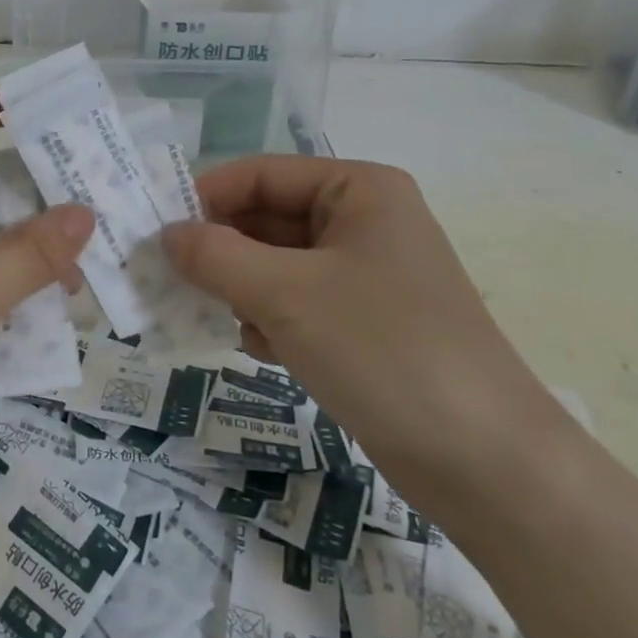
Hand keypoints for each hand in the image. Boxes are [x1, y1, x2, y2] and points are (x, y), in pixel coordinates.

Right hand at [163, 156, 570, 505]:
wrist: (485, 463)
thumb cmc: (383, 351)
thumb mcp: (286, 294)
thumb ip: (215, 256)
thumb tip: (164, 234)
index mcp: (357, 190)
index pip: (259, 174)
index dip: (204, 198)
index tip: (153, 234)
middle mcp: (362, 221)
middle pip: (264, 219)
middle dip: (220, 251)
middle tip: (170, 281)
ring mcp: (363, 275)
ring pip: (273, 265)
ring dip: (240, 290)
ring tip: (225, 321)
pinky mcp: (361, 323)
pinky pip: (293, 303)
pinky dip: (268, 320)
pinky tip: (265, 350)